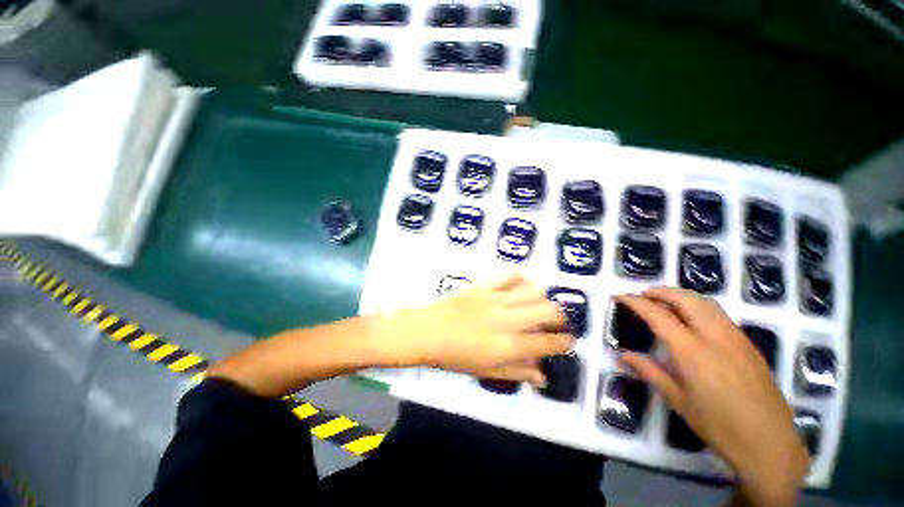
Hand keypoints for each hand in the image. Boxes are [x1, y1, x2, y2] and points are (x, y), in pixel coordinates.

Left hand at [382, 272, 573, 385]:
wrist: (428, 331)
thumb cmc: (455, 357)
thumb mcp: (486, 372)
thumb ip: (517, 372)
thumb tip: (542, 376)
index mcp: (508, 345)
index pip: (548, 342)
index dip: (565, 341)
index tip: (569, 340)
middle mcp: (507, 319)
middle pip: (548, 311)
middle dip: (560, 317)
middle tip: (556, 322)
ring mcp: (495, 298)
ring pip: (533, 291)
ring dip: (542, 298)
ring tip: (538, 305)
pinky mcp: (484, 285)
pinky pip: (509, 275)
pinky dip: (520, 279)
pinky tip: (519, 286)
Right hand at [617, 288, 808, 506]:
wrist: (770, 444)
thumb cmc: (718, 426)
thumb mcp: (678, 400)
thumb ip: (649, 371)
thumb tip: (622, 356)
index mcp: (692, 352)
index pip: (658, 315)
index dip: (636, 303)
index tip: (620, 297)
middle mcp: (715, 337)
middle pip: (685, 299)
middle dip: (660, 291)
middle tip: (642, 294)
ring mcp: (736, 338)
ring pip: (706, 303)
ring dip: (681, 295)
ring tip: (664, 300)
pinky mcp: (748, 344)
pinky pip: (720, 314)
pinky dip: (699, 306)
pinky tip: (693, 318)